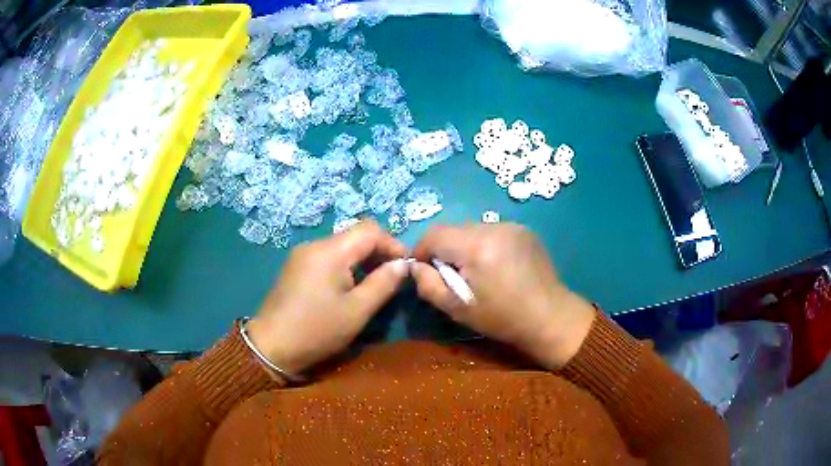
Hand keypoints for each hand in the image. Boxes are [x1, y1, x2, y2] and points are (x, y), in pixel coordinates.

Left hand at [247, 220, 408, 374]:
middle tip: (393, 277)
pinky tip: (350, 287)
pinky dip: (346, 265)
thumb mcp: (357, 311)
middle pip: (355, 235)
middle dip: (379, 252)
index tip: (406, 267)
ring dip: (363, 259)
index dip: (393, 244)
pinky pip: (328, 256)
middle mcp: (315, 245)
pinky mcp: (296, 266)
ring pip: (342, 245)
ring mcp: (302, 254)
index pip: (370, 230)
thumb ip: (383, 283)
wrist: (271, 346)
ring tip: (375, 284)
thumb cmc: (317, 330)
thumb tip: (404, 264)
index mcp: (330, 251)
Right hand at [411, 223, 595, 368]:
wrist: (550, 317)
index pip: (434, 234)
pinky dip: (484, 244)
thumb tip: (415, 266)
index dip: (421, 250)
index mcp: (476, 247)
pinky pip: (492, 231)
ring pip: (472, 229)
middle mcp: (494, 227)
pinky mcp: (524, 230)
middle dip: (444, 249)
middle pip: (453, 229)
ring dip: (465, 246)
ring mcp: (512, 226)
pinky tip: (496, 266)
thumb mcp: (457, 308)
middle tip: (452, 276)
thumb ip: (428, 284)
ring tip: (477, 272)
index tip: (424, 270)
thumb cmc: (502, 318)